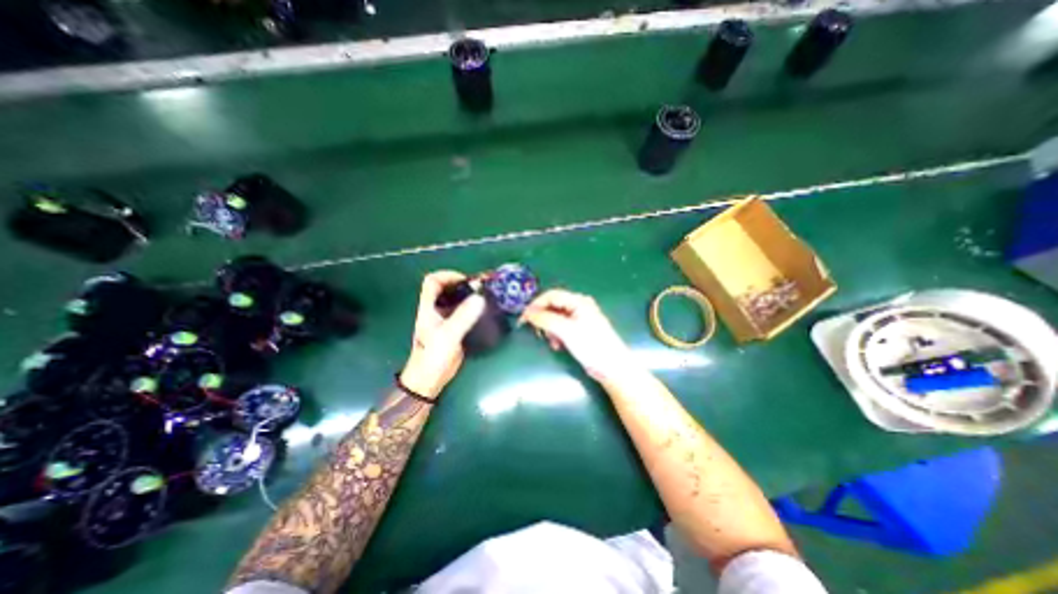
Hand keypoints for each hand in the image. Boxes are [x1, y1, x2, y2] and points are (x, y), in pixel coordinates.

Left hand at [400, 271, 485, 401]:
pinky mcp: (454, 328)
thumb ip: (463, 316)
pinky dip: (473, 308)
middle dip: (463, 285)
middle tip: (481, 288)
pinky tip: (484, 311)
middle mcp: (436, 310)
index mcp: (428, 307)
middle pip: (447, 288)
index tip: (466, 281)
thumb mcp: (448, 335)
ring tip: (485, 297)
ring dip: (469, 296)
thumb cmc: (433, 356)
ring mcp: (445, 319)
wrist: (430, 378)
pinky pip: (464, 312)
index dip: (448, 276)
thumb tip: (480, 297)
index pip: (432, 281)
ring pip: (456, 300)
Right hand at [520, 289, 634, 381]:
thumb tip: (527, 313)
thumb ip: (546, 319)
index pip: (551, 296)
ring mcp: (580, 318)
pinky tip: (558, 345)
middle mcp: (579, 306)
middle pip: (553, 306)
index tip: (524, 318)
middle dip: (543, 318)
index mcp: (578, 301)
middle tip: (535, 331)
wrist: (612, 367)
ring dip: (550, 329)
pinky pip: (561, 328)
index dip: (536, 304)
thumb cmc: (592, 346)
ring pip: (556, 318)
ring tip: (551, 341)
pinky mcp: (579, 331)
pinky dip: (556, 335)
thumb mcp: (566, 331)